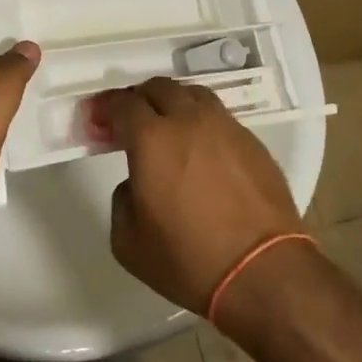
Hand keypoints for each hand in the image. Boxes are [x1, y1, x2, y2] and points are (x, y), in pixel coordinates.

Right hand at [95, 78, 303, 316]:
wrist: (264, 273)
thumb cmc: (189, 259)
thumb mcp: (128, 242)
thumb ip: (122, 199)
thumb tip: (137, 183)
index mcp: (152, 138)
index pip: (123, 103)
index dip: (105, 108)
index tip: (97, 120)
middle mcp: (189, 120)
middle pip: (158, 88)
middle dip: (138, 99)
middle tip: (129, 122)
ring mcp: (225, 127)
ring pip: (193, 95)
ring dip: (173, 104)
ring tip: (167, 128)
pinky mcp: (252, 142)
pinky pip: (219, 118)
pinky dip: (202, 123)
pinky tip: (202, 150)